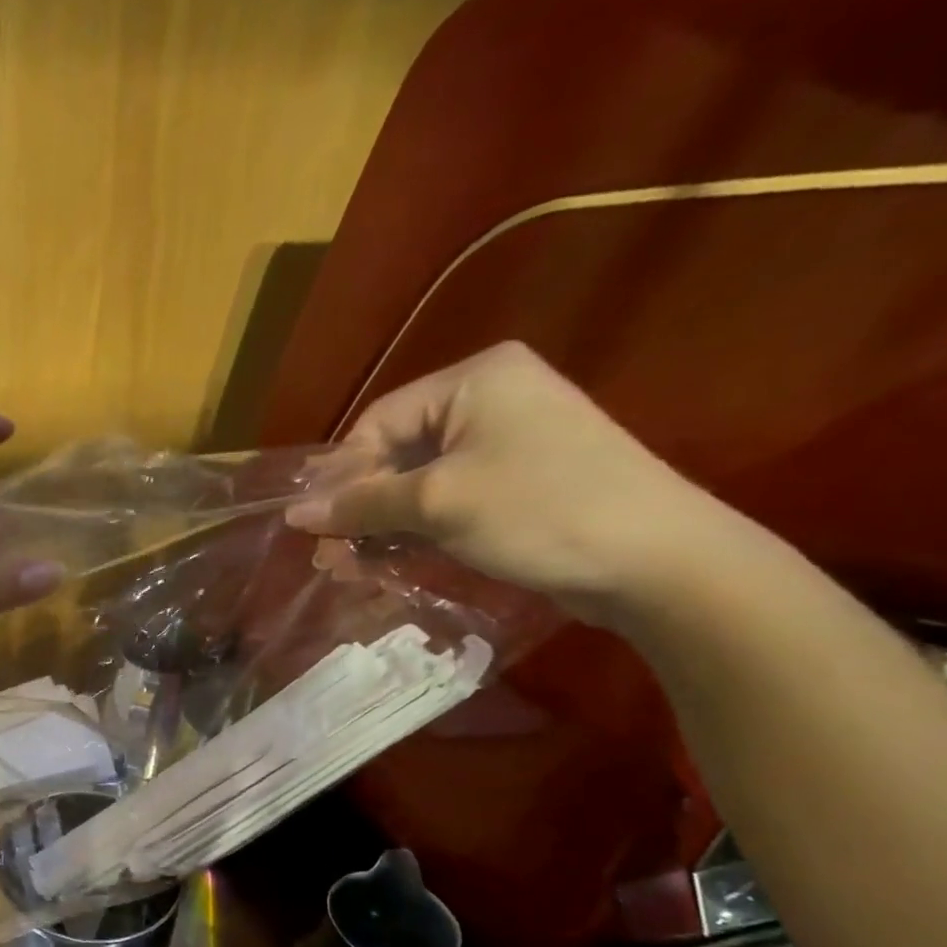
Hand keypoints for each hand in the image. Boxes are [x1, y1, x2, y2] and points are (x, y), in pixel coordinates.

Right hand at [284, 342, 738, 622]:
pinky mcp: (518, 480)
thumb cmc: (538, 511)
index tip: (316, 528)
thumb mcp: (437, 504)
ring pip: (418, 481)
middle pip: (396, 451)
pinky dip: (417, 529)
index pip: (378, 422)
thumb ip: (361, 504)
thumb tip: (293, 512)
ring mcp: (507, 440)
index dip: (341, 476)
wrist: (652, 558)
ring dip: (384, 524)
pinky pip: (448, 498)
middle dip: (361, 506)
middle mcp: (489, 398)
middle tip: (332, 557)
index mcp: (473, 379)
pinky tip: (393, 561)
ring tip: (355, 567)